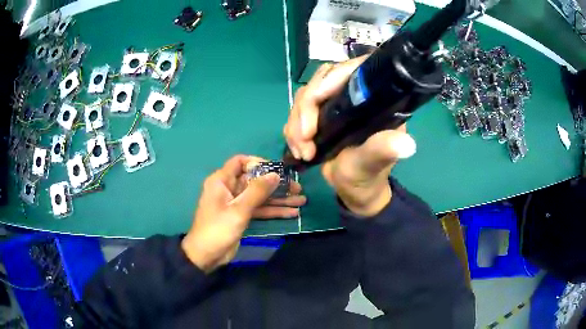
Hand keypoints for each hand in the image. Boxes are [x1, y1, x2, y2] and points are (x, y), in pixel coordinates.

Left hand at [182, 155, 305, 271]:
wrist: (207, 255)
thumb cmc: (218, 229)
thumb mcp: (239, 210)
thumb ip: (257, 191)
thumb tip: (275, 174)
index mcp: (222, 181)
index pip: (240, 162)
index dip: (258, 163)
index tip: (276, 170)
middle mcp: (230, 188)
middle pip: (255, 181)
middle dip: (276, 184)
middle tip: (298, 187)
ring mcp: (237, 203)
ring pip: (260, 196)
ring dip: (279, 199)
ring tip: (301, 200)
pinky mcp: (242, 216)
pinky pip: (259, 209)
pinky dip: (273, 211)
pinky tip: (292, 213)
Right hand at [284, 57, 415, 216]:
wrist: (353, 188)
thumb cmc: (368, 174)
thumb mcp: (375, 162)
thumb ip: (383, 150)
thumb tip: (407, 145)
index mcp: (375, 98)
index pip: (354, 69)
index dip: (333, 77)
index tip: (316, 99)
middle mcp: (354, 94)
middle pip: (322, 79)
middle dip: (306, 108)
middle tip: (305, 138)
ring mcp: (334, 103)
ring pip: (305, 95)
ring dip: (296, 124)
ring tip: (303, 152)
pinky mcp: (319, 114)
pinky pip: (297, 112)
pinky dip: (292, 130)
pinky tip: (298, 150)